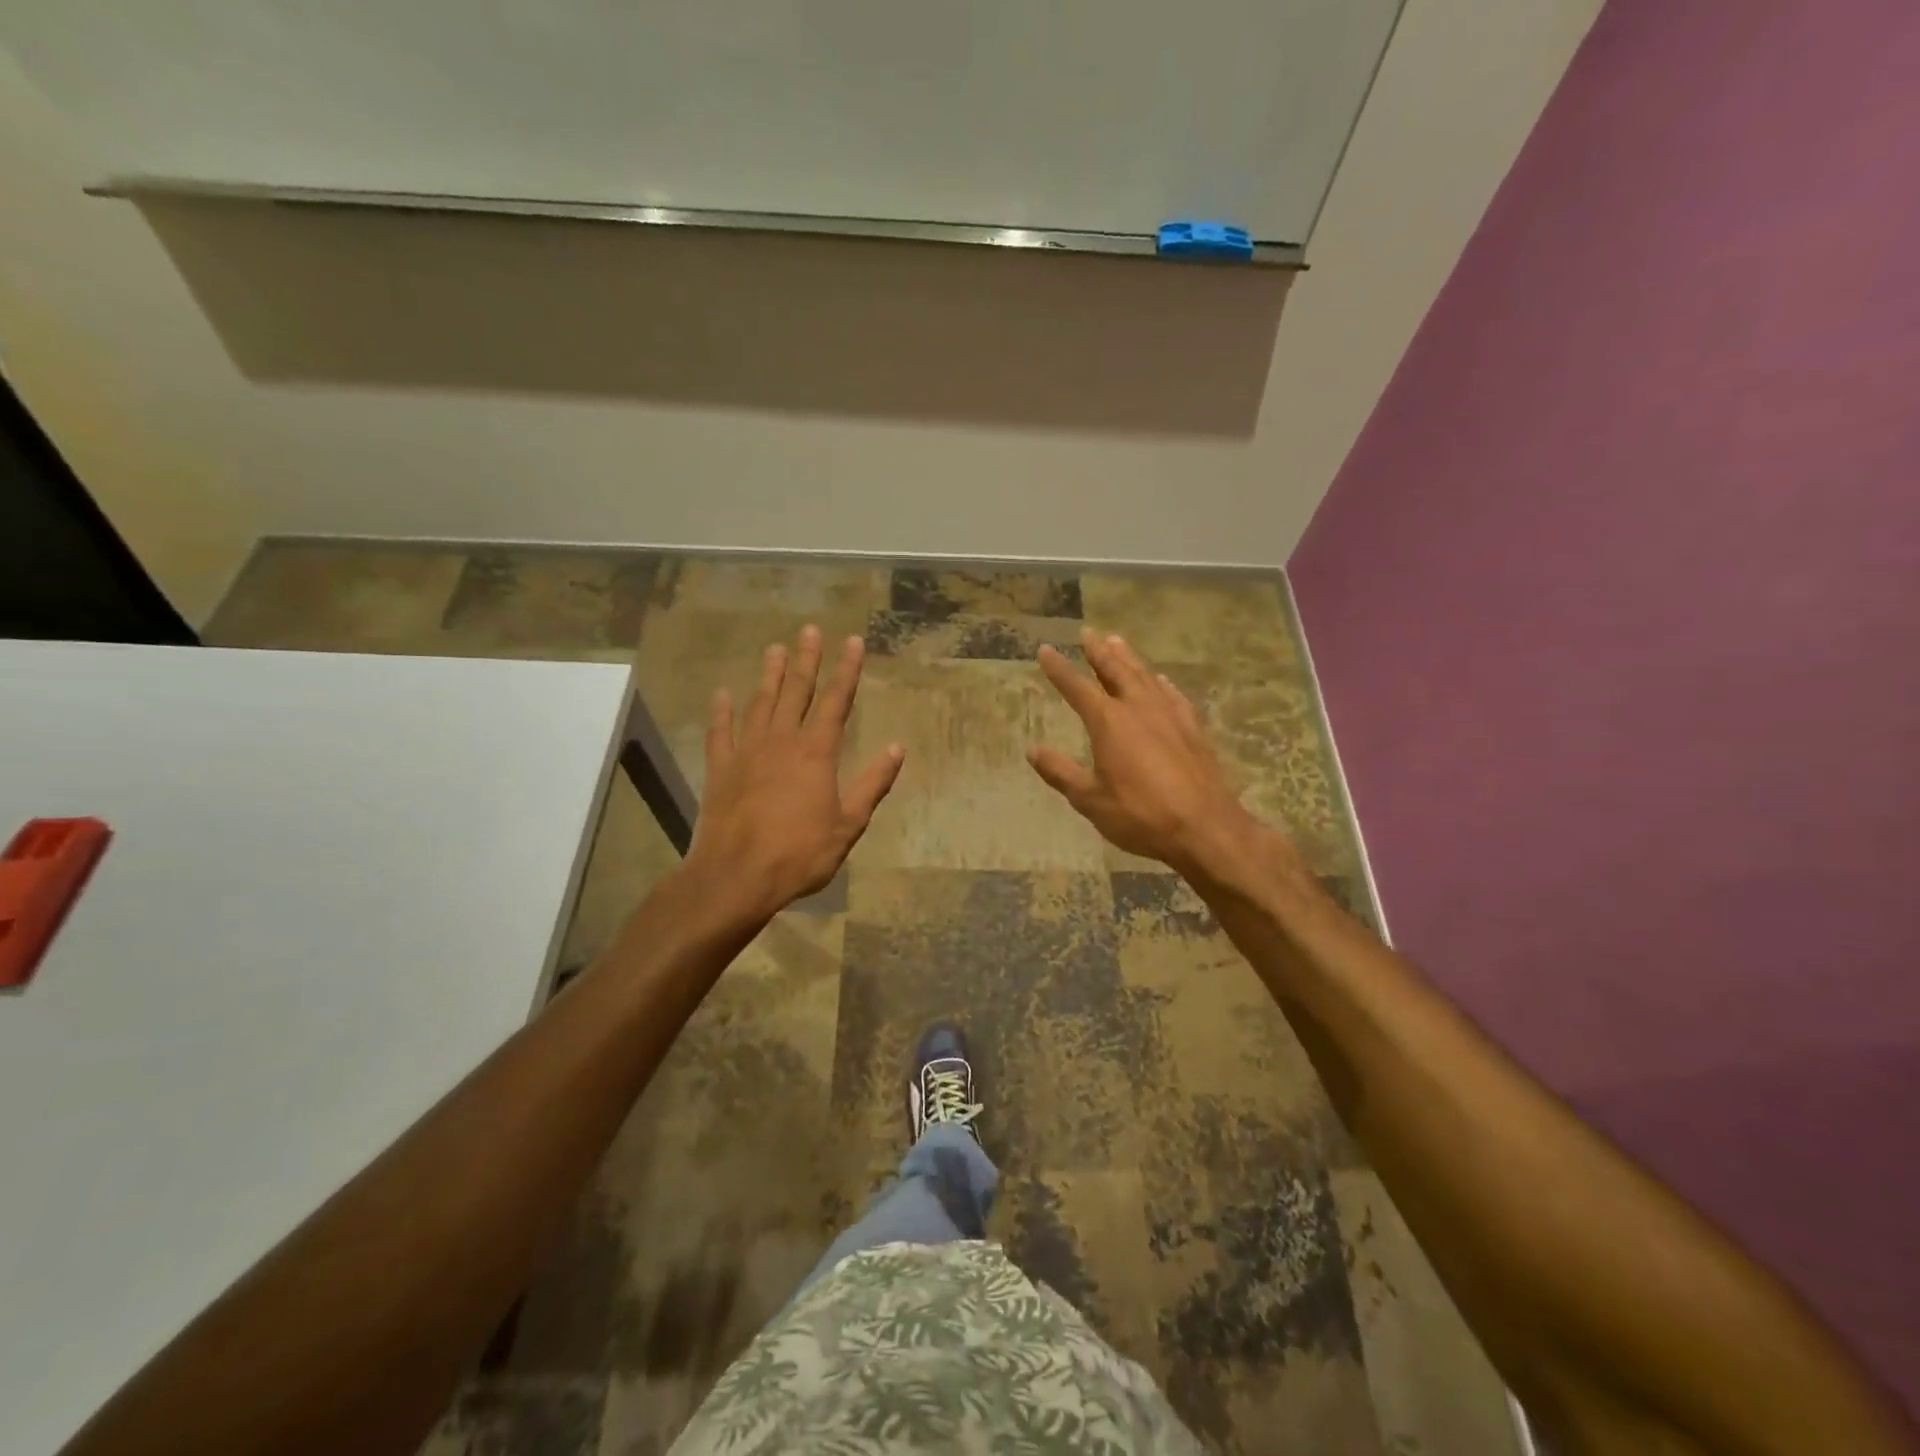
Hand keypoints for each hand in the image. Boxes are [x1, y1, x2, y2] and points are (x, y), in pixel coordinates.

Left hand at [684, 626, 903, 919]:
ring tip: (775, 648)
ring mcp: (746, 752)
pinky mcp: (720, 769)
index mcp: (816, 753)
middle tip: (810, 630)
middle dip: (806, 659)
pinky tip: (723, 694)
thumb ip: (872, 783)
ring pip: (760, 703)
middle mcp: (781, 742)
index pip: (836, 701)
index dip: (846, 670)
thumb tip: (897, 748)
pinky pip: (721, 732)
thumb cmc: (800, 854)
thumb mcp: (848, 824)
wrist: (736, 876)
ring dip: (769, 675)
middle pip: (796, 691)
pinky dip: (722, 711)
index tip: (853, 641)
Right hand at [1029, 629, 1292, 881]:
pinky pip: (1173, 695)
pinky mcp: (1193, 728)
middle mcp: (1139, 708)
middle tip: (1088, 633)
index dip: (1059, 669)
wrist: (1205, 827)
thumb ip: (1061, 772)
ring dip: (1129, 658)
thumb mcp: (1090, 799)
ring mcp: (1170, 715)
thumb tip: (1032, 751)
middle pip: (1116, 671)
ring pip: (1145, 676)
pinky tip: (1161, 680)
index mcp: (1109, 722)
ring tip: (1117, 642)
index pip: (1077, 688)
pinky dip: (1161, 683)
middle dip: (1099, 652)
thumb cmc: (1141, 815)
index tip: (1045, 650)